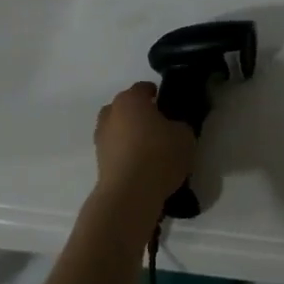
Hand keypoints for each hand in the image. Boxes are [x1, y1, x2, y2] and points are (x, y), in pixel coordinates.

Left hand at [92, 81, 196, 220]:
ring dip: (129, 134)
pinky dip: (125, 153)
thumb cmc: (159, 156)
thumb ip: (180, 125)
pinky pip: (115, 150)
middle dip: (140, 114)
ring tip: (148, 150)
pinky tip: (140, 166)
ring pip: (118, 128)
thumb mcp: (185, 136)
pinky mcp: (98, 161)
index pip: (143, 88)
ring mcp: (101, 137)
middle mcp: (111, 113)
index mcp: (131, 99)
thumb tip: (174, 127)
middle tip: (159, 127)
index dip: (157, 94)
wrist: (129, 195)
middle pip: (126, 107)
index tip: (168, 106)